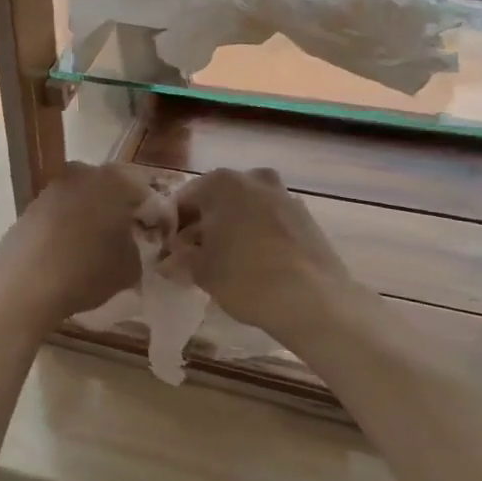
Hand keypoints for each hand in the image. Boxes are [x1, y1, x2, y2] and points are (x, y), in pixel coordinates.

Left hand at [0, 161, 158, 324]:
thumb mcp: (130, 268)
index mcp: (115, 180)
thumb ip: (138, 249)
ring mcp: (52, 187)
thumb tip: (131, 244)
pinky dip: (68, 226)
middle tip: (129, 240)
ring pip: (83, 199)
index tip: (156, 238)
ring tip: (97, 249)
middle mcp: (83, 173)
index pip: (146, 192)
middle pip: (111, 190)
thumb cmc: (87, 271)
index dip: (155, 217)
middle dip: (121, 211)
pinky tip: (69, 252)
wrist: (24, 283)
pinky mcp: (30, 206)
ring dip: (93, 217)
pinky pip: (60, 213)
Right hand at [166, 167, 383, 347]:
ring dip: (231, 229)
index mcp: (222, 183)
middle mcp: (254, 179)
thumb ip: (179, 260)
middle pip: (217, 200)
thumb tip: (168, 261)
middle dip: (203, 225)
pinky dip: (257, 236)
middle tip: (193, 255)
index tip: (167, 250)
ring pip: (245, 210)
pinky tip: (253, 264)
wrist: (315, 301)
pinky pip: (269, 222)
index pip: (184, 200)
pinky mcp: (306, 219)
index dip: (172, 227)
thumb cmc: (246, 278)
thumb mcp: (200, 271)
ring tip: (223, 262)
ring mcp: (284, 196)